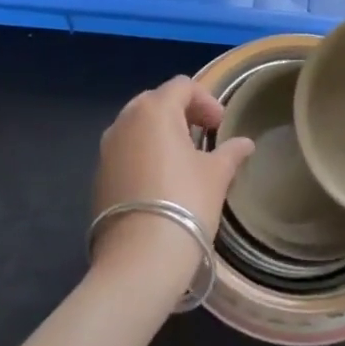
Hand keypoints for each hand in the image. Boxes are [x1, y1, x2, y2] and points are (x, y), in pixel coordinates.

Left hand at [90, 76, 253, 291]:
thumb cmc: (186, 203)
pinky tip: (160, 181)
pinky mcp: (99, 176)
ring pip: (136, 126)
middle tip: (203, 134)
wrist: (140, 258)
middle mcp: (124, 121)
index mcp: (154, 110)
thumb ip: (231, 152)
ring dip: (160, 133)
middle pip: (155, 101)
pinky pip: (125, 152)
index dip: (206, 100)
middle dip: (181, 112)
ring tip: (183, 158)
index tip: (221, 124)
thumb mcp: (216, 175)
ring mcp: (106, 149)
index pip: (181, 86)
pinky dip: (143, 154)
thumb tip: (245, 144)